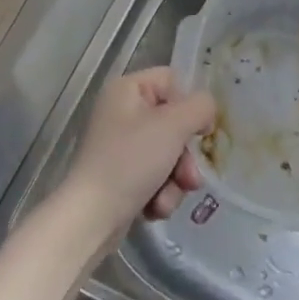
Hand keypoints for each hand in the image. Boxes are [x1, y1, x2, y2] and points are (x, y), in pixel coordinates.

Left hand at [65, 68, 215, 225]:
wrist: (92, 217)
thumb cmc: (131, 161)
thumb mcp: (173, 126)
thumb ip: (200, 108)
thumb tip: (206, 110)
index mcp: (126, 90)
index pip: (171, 81)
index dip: (189, 105)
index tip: (200, 130)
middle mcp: (121, 113)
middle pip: (173, 124)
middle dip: (184, 157)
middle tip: (188, 178)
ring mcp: (120, 147)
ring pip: (168, 155)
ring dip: (175, 181)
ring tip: (165, 200)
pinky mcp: (121, 176)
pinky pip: (155, 177)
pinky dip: (160, 194)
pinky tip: (153, 208)